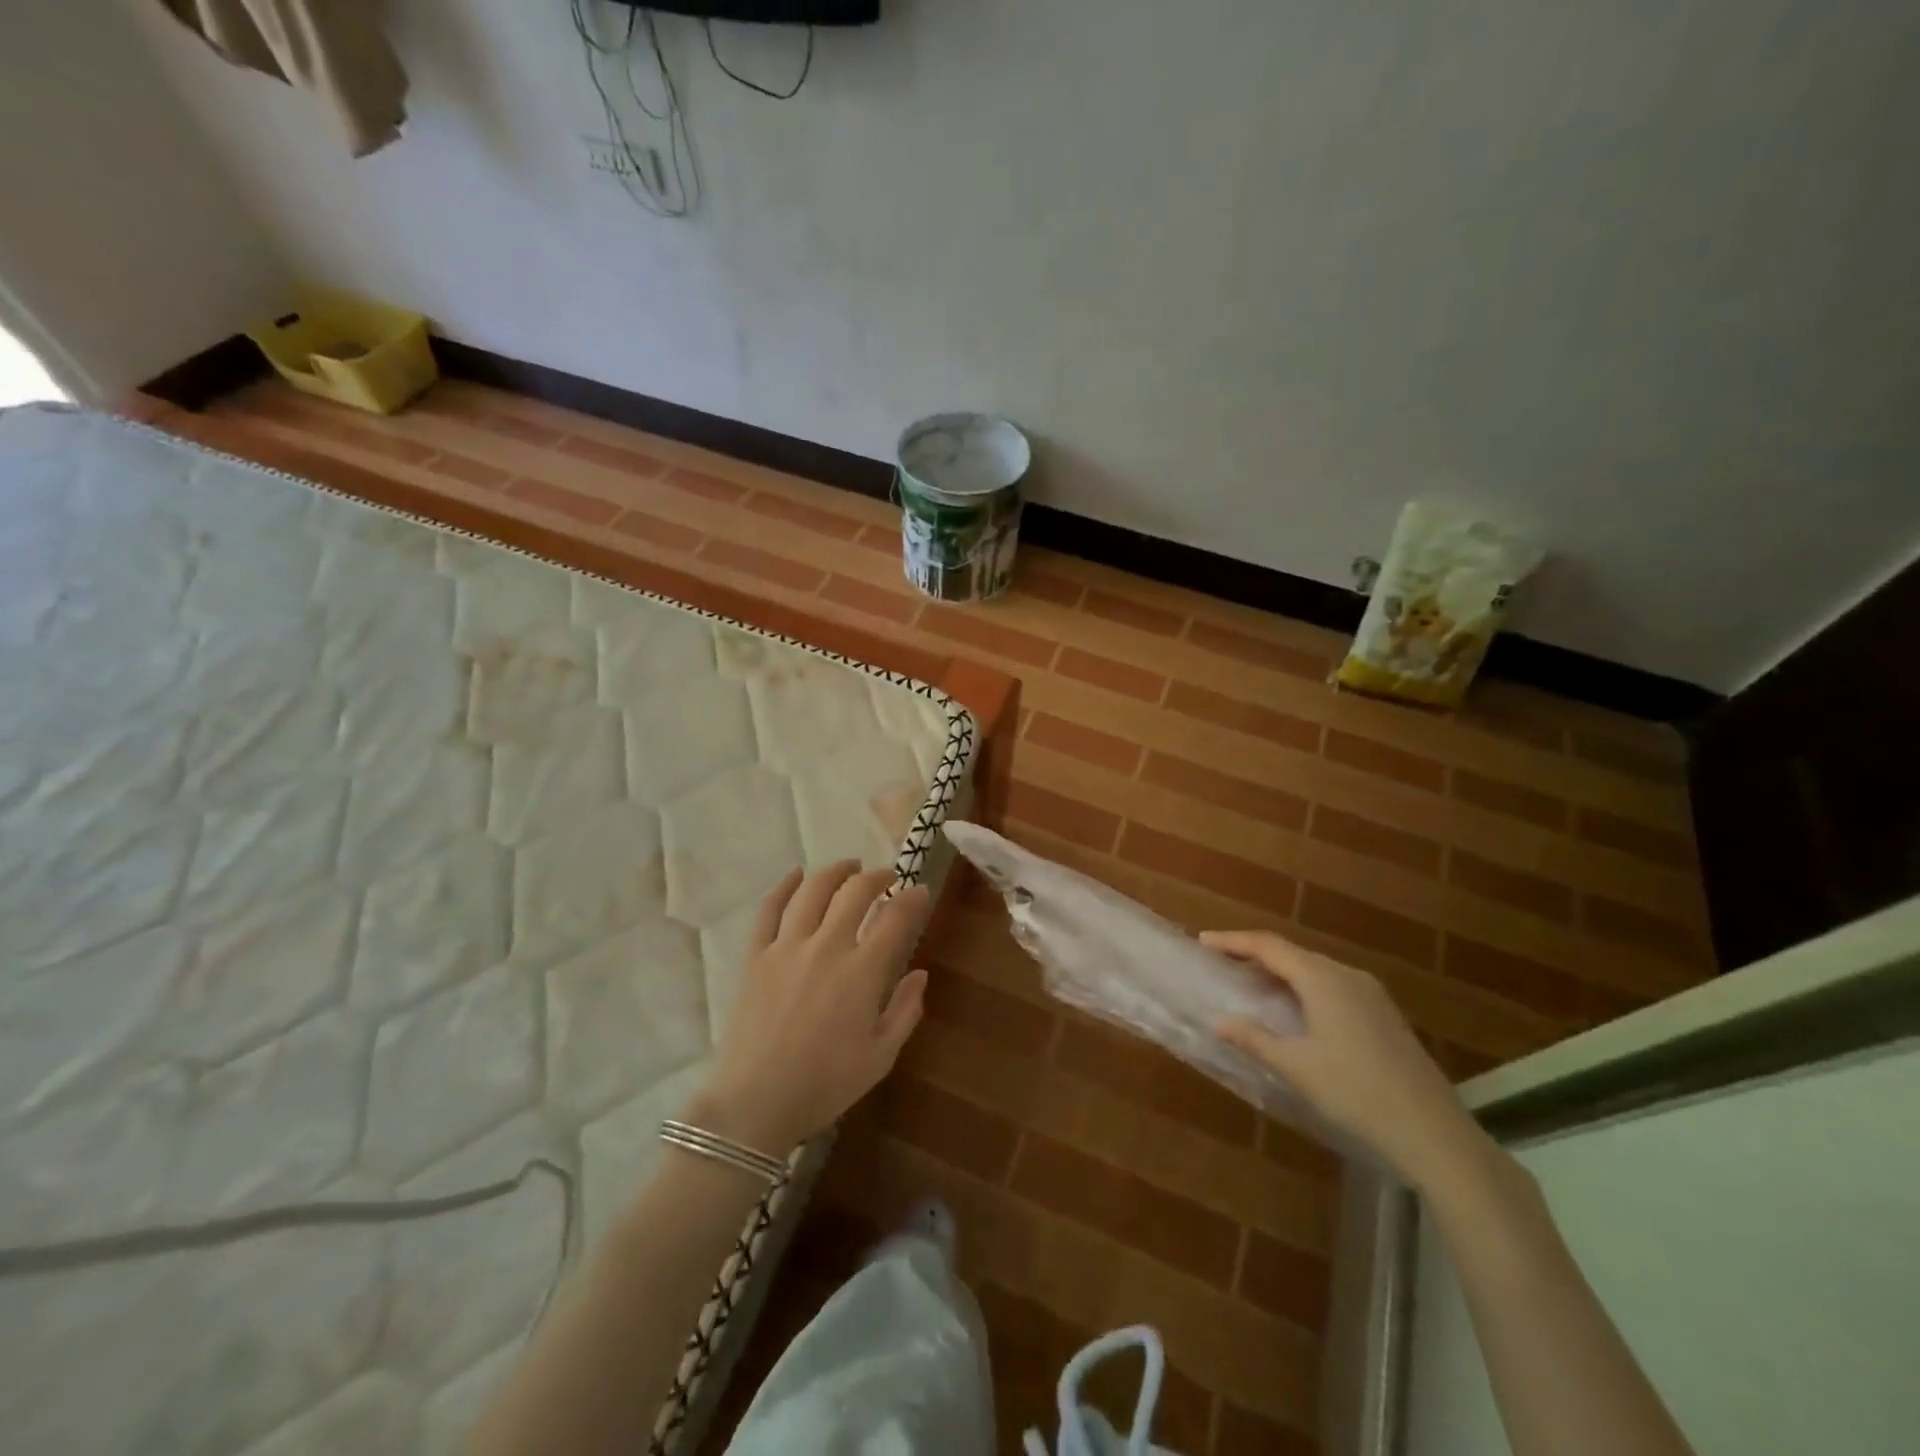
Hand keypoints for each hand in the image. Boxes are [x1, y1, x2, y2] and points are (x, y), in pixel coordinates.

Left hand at [686, 862, 930, 1159]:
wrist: (754, 1103)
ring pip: (813, 890)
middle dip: (877, 877)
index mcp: (862, 972)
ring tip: (849, 866)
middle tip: (887, 878)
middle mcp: (826, 947)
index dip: (913, 899)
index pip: (894, 918)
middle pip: (855, 892)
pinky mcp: (755, 955)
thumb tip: (920, 974)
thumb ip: (905, 1011)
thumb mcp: (880, 1057)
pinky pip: (769, 908)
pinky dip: (785, 885)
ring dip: (836, 871)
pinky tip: (797, 874)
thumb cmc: (825, 1085)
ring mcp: (787, 946)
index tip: (921, 892)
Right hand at [1203, 929, 1494, 1191]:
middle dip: (1255, 954)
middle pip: (1292, 953)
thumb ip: (1254, 1039)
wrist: (1434, 1132)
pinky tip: (1297, 1009)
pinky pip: (1333, 984)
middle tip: (1224, 962)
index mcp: (1322, 979)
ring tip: (1253, 982)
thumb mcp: (1296, 1067)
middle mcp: (1347, 975)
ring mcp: (1371, 993)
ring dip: (1281, 970)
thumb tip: (1219, 1021)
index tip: (1203, 941)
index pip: (1268, 946)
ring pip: (1315, 968)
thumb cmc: (1355, 1092)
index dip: (1233, 941)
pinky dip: (1305, 986)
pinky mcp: (1384, 1013)